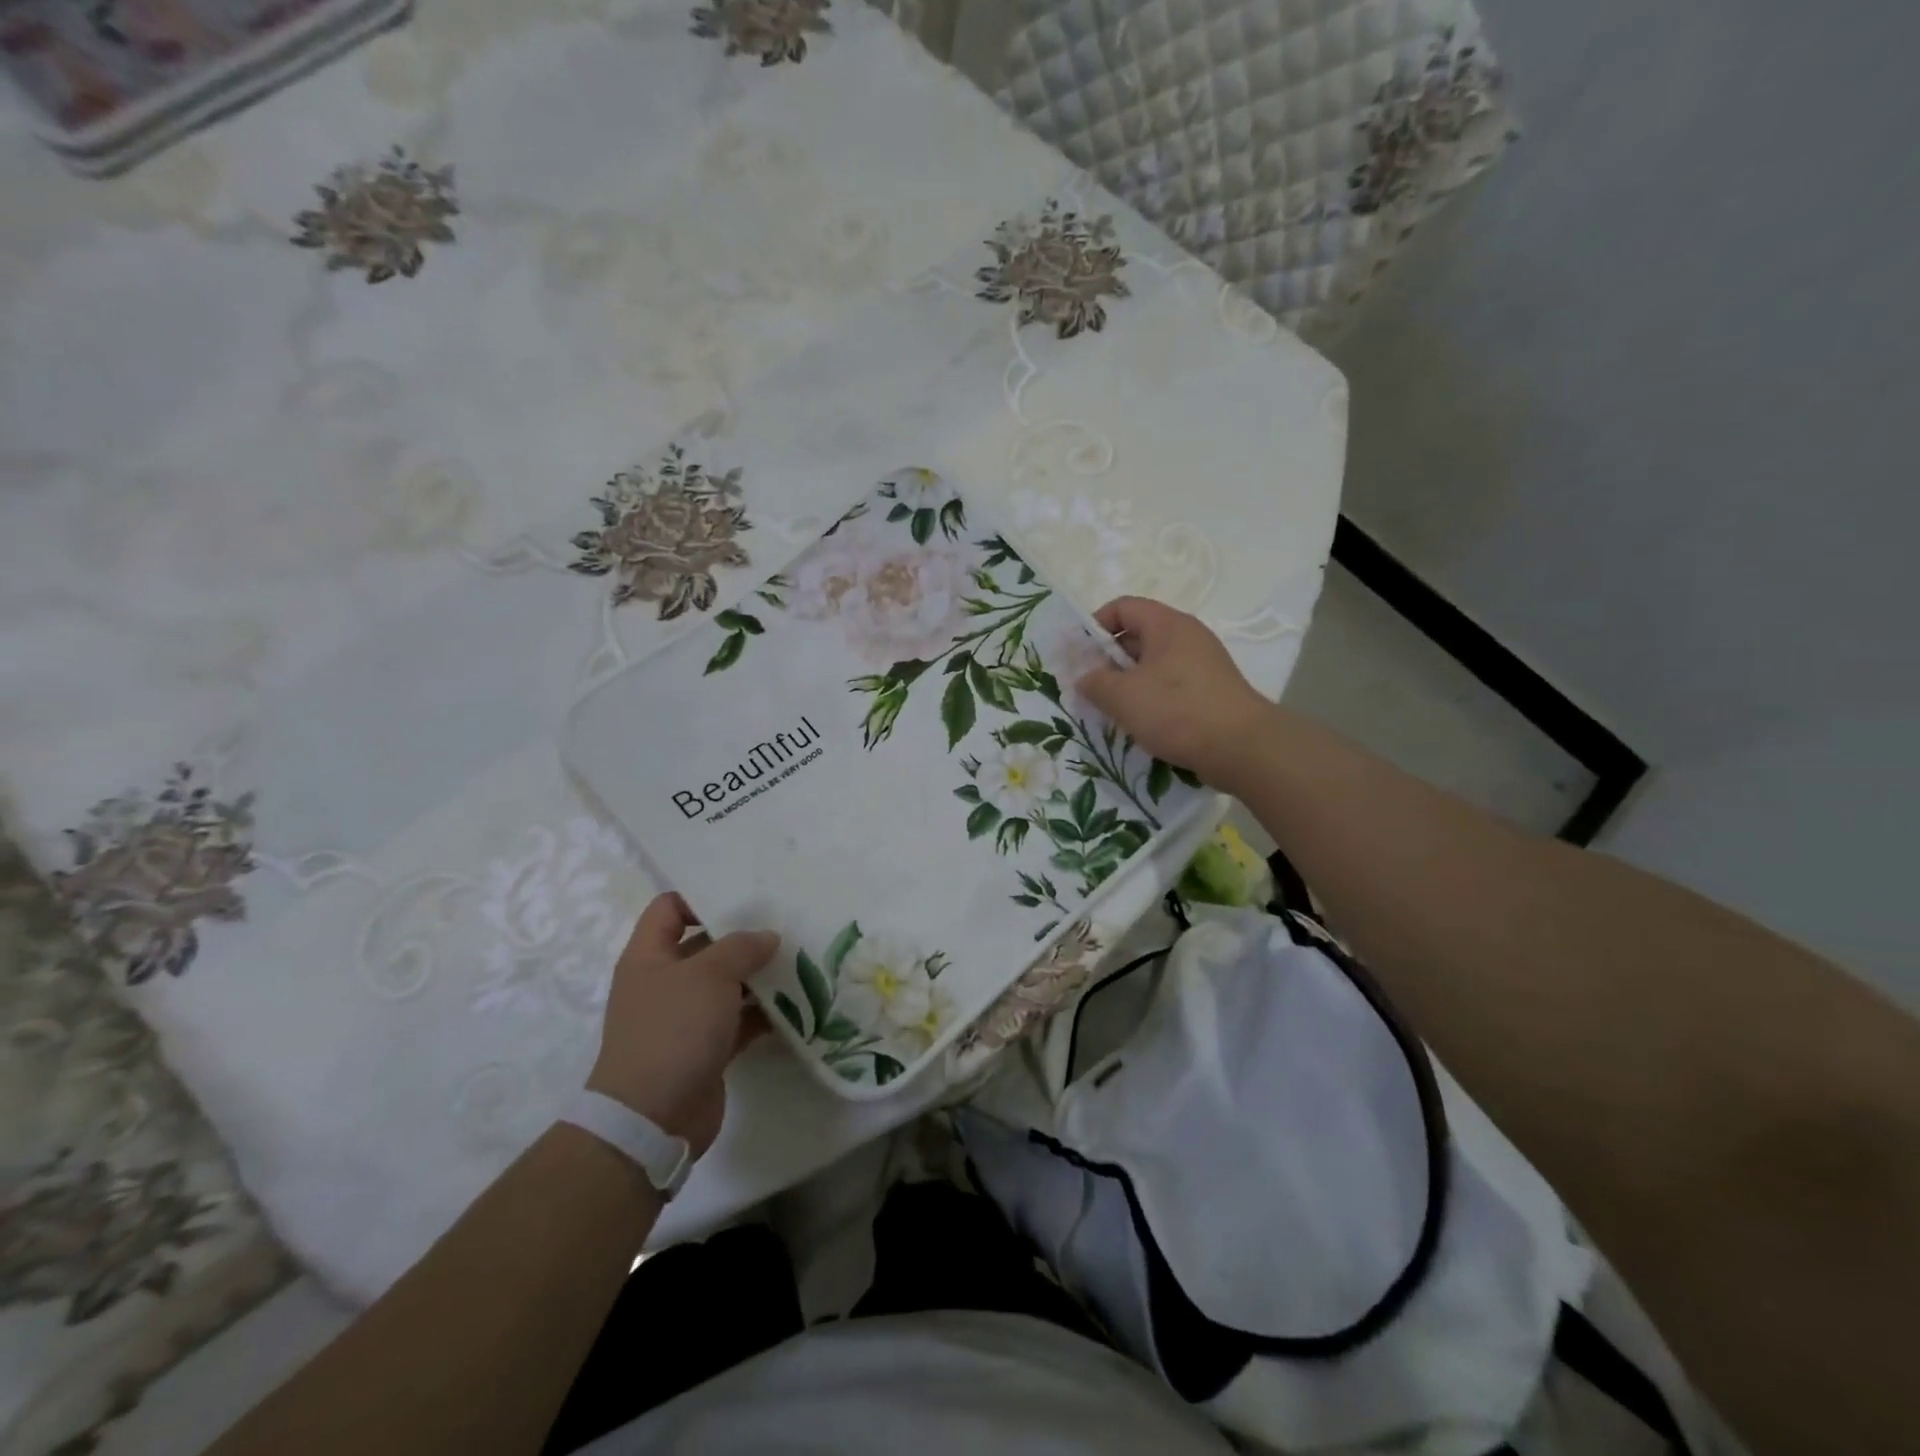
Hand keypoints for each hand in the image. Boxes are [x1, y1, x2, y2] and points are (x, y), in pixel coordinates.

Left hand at [587, 894, 777, 1156]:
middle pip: (705, 945)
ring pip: (726, 985)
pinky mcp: (705, 1049)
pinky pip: (738, 1021)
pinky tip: (797, 1005)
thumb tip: (767, 936)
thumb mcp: (709, 975)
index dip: (701, 897)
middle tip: (786, 925)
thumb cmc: (673, 1030)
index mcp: (649, 956)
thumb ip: (741, 947)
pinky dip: (763, 1014)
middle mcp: (664, 982)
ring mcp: (684, 1018)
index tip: (744, 897)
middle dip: (743, 938)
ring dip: (758, 977)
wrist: (651, 1119)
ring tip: (800, 962)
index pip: (669, 908)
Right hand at [1076, 596, 1274, 788]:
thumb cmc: (1177, 710)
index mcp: (1167, 624)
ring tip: (1111, 708)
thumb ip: (1095, 683)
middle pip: (1138, 635)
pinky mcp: (1211, 690)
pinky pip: (1171, 684)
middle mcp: (1188, 636)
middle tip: (1090, 686)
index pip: (1123, 607)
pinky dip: (1151, 697)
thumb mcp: (1123, 696)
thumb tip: (1085, 678)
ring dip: (1128, 682)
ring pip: (1154, 663)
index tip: (1078, 654)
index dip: (1095, 625)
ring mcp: (1203, 664)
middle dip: (1109, 658)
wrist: (1242, 747)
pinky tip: (1140, 722)